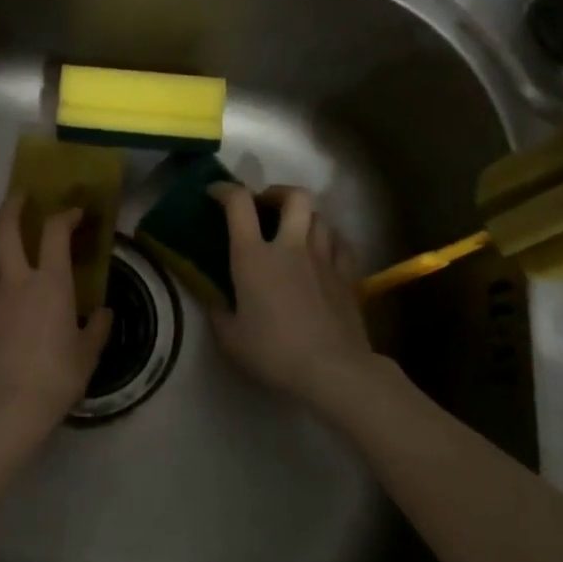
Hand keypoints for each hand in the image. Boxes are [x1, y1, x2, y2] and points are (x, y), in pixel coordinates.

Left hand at [0, 194, 112, 444]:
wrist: (6, 410)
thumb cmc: (55, 378)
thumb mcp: (88, 355)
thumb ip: (98, 329)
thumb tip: (104, 313)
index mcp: (50, 284)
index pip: (55, 232)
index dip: (65, 214)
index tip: (73, 212)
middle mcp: (14, 282)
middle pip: (4, 228)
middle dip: (11, 206)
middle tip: (19, 197)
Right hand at [209, 184, 376, 409]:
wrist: (333, 371)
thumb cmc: (274, 352)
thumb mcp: (230, 338)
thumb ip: (218, 312)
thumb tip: (214, 299)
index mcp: (254, 256)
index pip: (239, 203)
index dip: (225, 190)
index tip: (215, 193)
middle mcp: (290, 246)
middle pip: (294, 197)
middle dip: (277, 193)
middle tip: (265, 206)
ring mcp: (324, 258)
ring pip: (320, 217)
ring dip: (304, 217)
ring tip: (294, 230)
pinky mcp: (348, 275)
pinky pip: (340, 242)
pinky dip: (329, 238)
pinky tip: (323, 250)